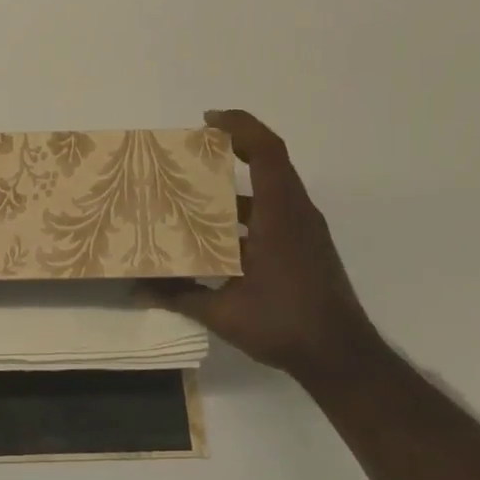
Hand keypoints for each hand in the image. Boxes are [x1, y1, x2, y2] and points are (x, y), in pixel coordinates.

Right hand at [140, 109, 378, 374]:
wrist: (342, 358)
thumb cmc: (284, 324)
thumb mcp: (223, 312)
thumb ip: (179, 296)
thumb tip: (136, 289)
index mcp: (280, 216)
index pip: (267, 152)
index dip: (240, 127)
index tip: (207, 121)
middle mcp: (297, 215)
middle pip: (268, 164)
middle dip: (230, 152)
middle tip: (189, 158)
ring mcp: (305, 232)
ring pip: (270, 192)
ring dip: (235, 189)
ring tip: (194, 198)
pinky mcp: (306, 249)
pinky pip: (275, 214)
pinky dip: (246, 214)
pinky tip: (218, 239)